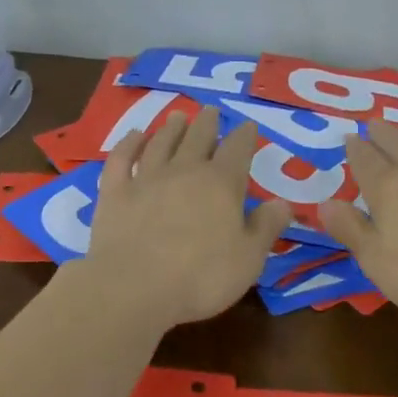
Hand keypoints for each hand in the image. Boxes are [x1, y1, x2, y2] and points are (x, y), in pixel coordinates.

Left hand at [83, 106, 294, 325]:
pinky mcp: (115, 192)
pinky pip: (121, 158)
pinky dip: (128, 144)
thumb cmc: (201, 277)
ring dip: (171, 128)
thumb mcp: (248, 259)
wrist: (133, 287)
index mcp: (221, 184)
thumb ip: (266, 227)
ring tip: (178, 116)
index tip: (248, 126)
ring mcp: (146, 178)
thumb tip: (282, 202)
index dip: (245, 136)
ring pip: (161, 142)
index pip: (237, 150)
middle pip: (198, 137)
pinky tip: (134, 136)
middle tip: (211, 110)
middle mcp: (184, 171)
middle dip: (207, 122)